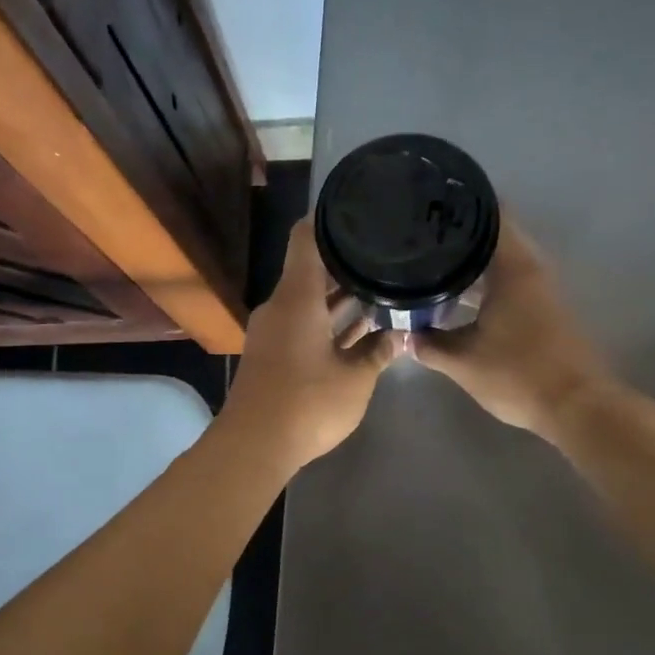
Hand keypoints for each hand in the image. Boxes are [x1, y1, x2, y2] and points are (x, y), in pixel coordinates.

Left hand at [224, 219, 403, 472]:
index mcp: (297, 297)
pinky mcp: (274, 355)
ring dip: (341, 299)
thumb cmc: (308, 403)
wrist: (255, 446)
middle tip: (385, 254)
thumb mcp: (356, 379)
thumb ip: (379, 352)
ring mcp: (275, 332)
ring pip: (311, 302)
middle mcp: (281, 307)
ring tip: (382, 287)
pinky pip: (304, 325)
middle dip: (347, 264)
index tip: (356, 208)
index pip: (306, 238)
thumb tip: (400, 334)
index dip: (328, 218)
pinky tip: (361, 328)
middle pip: (312, 270)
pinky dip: (329, 323)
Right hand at [409, 217, 608, 443]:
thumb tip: (404, 333)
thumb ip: (429, 345)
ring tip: (433, 258)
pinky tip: (460, 293)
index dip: (462, 202)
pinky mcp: (545, 308)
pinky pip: (510, 278)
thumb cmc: (518, 375)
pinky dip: (486, 279)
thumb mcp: (463, 362)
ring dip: (473, 257)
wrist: (576, 406)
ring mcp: (542, 288)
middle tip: (422, 231)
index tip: (431, 197)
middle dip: (461, 231)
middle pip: (495, 234)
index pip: (490, 214)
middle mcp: (531, 268)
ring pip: (503, 259)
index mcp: (513, 267)